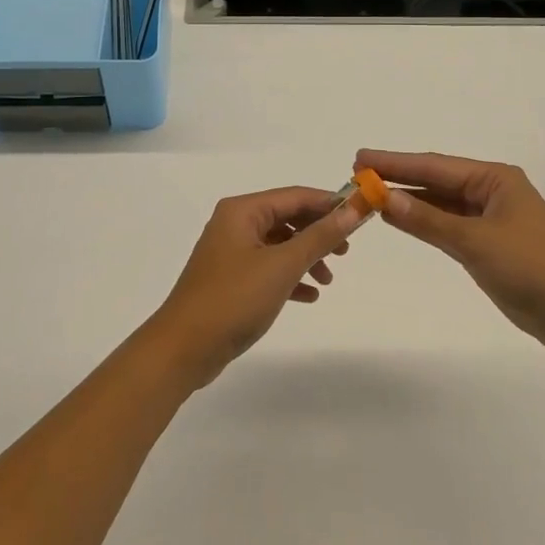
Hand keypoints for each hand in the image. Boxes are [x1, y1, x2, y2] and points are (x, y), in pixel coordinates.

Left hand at [147, 187, 367, 388]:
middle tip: (346, 252)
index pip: (295, 196)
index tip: (360, 216)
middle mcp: (234, 224)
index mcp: (242, 211)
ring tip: (328, 279)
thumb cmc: (233, 299)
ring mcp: (230, 252)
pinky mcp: (230, 279)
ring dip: (306, 257)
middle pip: (287, 218)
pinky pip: (268, 268)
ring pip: (279, 245)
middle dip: (318, 232)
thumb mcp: (283, 266)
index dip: (329, 204)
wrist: (184, 348)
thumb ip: (319, 237)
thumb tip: (353, 211)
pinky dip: (289, 277)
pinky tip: (309, 296)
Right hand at [357, 150, 544, 357]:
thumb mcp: (474, 242)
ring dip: (407, 200)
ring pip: (439, 203)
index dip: (395, 163)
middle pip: (435, 181)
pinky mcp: (486, 242)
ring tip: (369, 193)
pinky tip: (397, 218)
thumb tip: (384, 198)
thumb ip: (427, 221)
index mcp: (495, 179)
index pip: (435, 167)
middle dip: (398, 177)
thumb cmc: (530, 268)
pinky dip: (422, 221)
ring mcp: (489, 217)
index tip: (361, 158)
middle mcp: (491, 191)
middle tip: (357, 173)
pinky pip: (446, 224)